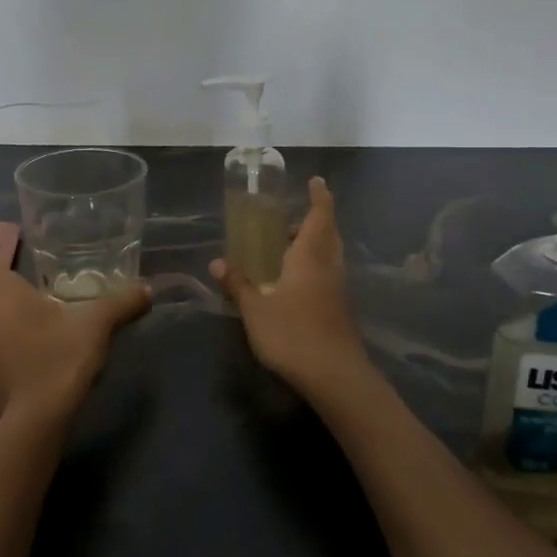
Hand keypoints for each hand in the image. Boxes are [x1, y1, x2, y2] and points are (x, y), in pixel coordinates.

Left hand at [0, 241, 151, 429]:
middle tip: (32, 258)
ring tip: (36, 290)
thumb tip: (147, 289)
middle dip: (3, 267)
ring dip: (5, 297)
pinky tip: (34, 325)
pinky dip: (8, 321)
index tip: (9, 235)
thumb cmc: (58, 356)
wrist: (37, 418)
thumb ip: (121, 302)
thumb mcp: (96, 324)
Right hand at [211, 176, 371, 403]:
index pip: (320, 216)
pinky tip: (292, 284)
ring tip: (284, 251)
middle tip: (288, 222)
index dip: (320, 196)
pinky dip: (313, 268)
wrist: (335, 376)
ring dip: (312, 246)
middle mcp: (329, 267)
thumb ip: (237, 284)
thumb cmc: (293, 334)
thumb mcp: (255, 310)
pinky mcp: (339, 309)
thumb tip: (217, 262)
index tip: (316, 181)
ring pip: (328, 256)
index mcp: (310, 256)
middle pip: (328, 234)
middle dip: (314, 222)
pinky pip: (327, 275)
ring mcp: (337, 289)